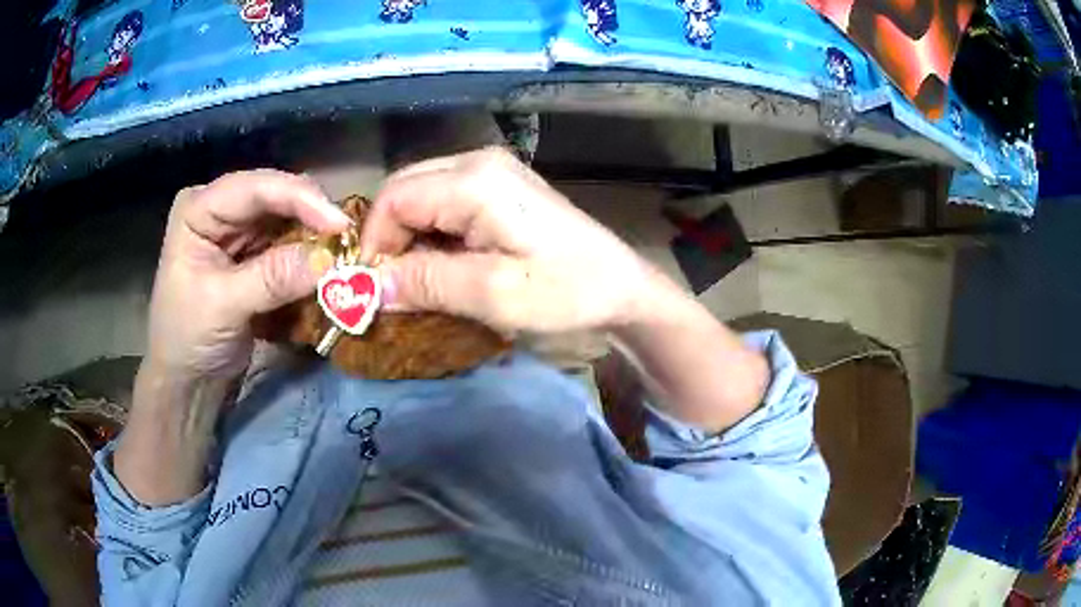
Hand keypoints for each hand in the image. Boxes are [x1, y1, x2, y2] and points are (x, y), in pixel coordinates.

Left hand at [145, 170, 348, 381]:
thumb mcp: (223, 307)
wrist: (188, 380)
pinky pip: (291, 244)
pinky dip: (311, 256)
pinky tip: (329, 266)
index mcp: (199, 208)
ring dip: (317, 237)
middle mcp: (221, 209)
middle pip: (276, 197)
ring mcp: (240, 231)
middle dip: (313, 216)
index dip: (299, 198)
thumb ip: (272, 278)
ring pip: (289, 219)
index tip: (340, 224)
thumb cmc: (187, 339)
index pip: (254, 188)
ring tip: (346, 254)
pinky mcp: (255, 254)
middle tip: (350, 240)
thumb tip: (329, 260)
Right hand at [360, 148, 665, 333]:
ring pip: (421, 195)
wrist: (622, 287)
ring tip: (420, 279)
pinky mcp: (501, 185)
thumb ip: (425, 283)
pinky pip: (444, 201)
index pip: (393, 199)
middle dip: (389, 238)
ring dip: (409, 237)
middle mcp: (478, 162)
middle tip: (395, 287)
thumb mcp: (492, 295)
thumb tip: (365, 286)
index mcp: (474, 181)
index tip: (375, 289)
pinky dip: (432, 232)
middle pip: (404, 190)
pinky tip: (446, 262)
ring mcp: (492, 170)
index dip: (374, 244)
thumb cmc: (566, 291)